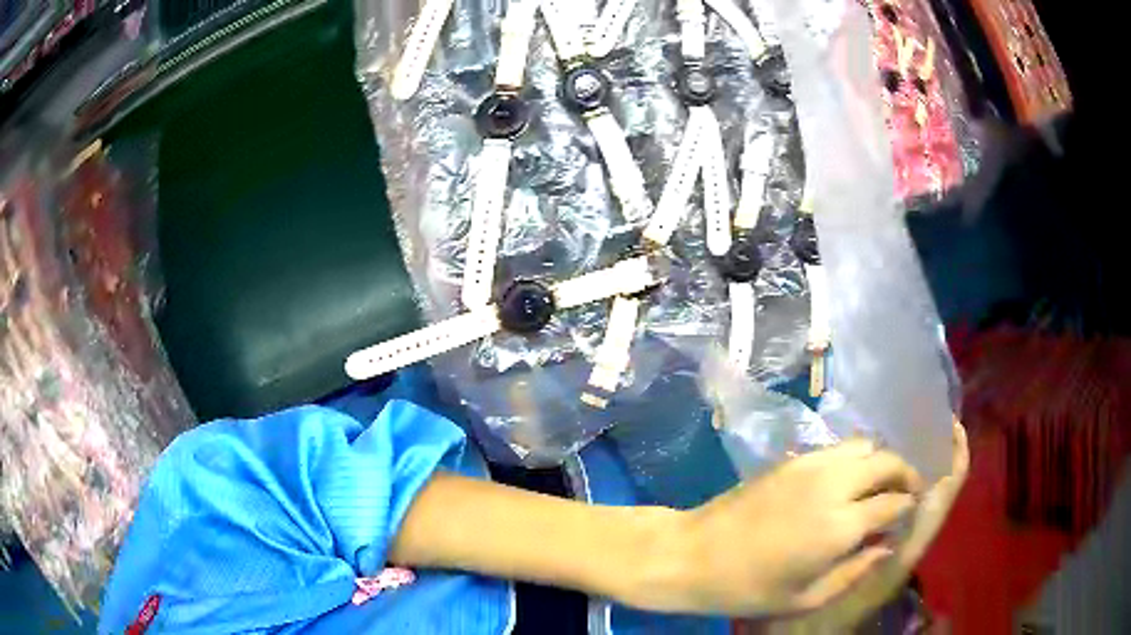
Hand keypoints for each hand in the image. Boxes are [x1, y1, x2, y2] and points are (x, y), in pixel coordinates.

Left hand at [760, 420, 969, 632]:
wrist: (693, 554)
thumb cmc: (748, 589)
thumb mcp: (805, 598)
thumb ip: (854, 571)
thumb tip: (886, 546)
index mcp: (839, 525)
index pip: (894, 501)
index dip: (908, 506)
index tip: (909, 515)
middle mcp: (832, 485)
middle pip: (887, 460)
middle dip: (905, 473)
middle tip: (907, 492)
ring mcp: (810, 465)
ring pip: (864, 444)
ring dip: (881, 460)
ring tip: (880, 484)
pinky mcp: (791, 458)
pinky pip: (837, 448)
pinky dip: (855, 457)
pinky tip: (849, 480)